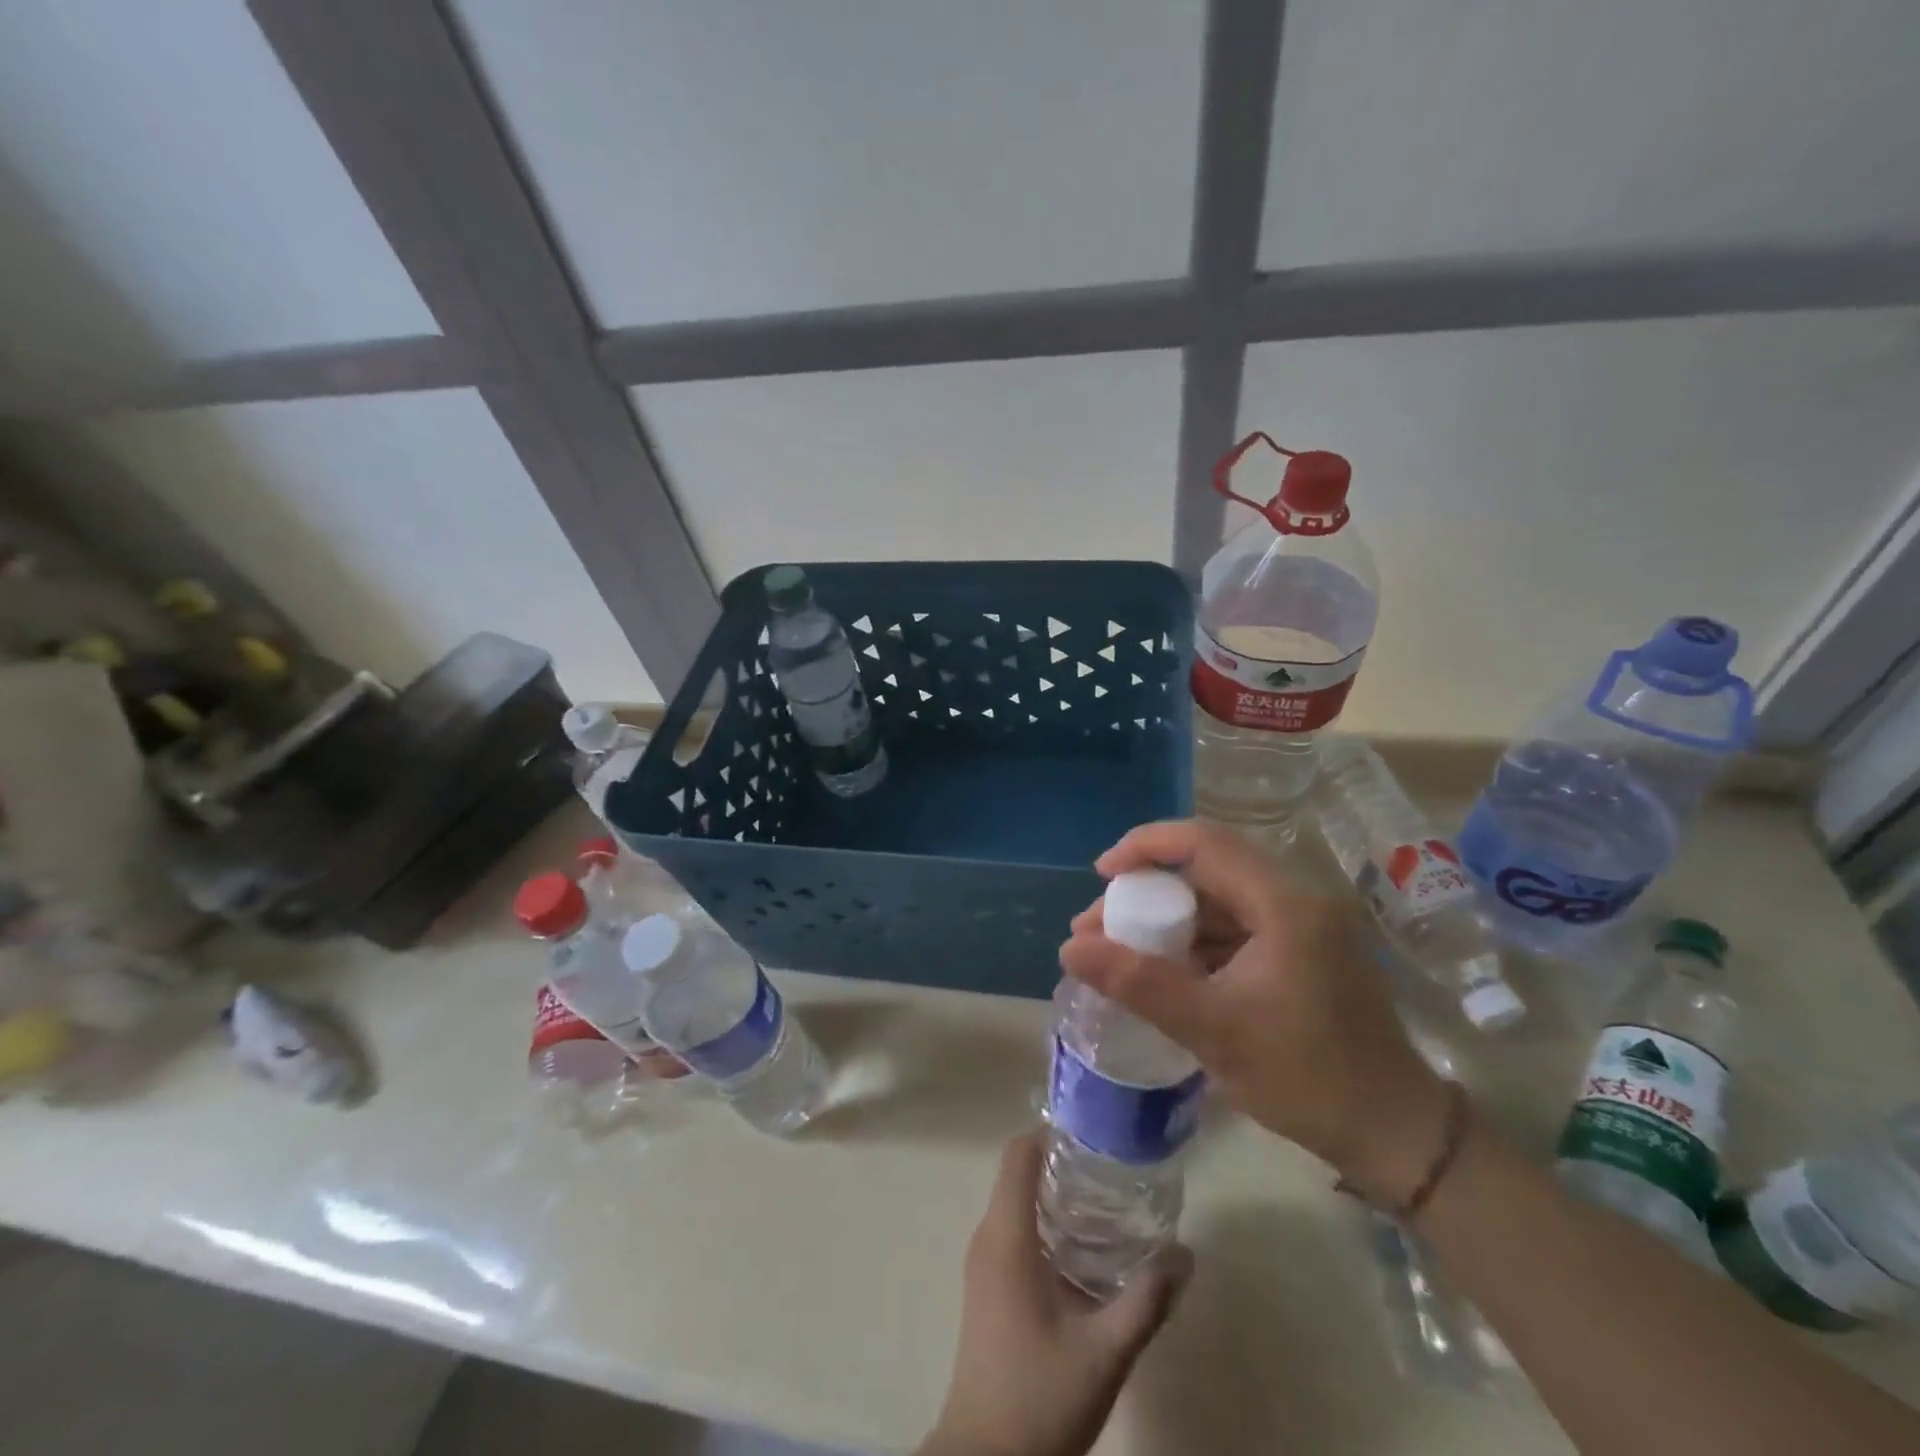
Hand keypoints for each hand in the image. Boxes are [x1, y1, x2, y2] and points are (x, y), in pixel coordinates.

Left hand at [919, 1133, 1191, 1455]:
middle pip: (1020, 1173)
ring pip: (1017, 1203)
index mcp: (1006, 1236)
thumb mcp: (1104, 1353)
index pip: (1018, 1154)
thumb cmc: (1039, 1397)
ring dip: (1056, 1196)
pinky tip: (1086, 1251)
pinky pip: (1014, 1231)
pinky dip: (1046, 1224)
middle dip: (1064, 1164)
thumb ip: (1146, 1302)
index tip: (1095, 1135)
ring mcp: (984, 1263)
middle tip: (1115, 1169)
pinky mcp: (988, 1286)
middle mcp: (988, 1237)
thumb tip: (1186, 1255)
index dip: (1052, 1133)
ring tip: (1109, 1203)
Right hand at [1059, 819, 1448, 1205]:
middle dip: (1147, 887)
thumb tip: (1070, 948)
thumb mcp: (1214, 1030)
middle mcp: (1295, 900)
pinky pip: (1234, 927)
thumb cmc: (1308, 1077)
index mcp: (1284, 905)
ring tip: (1118, 948)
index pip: (1205, 843)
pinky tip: (1162, 969)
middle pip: (1208, 867)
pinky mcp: (1299, 952)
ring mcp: (1300, 926)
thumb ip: (1139, 984)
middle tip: (1100, 922)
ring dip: (1167, 916)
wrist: (1393, 1134)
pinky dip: (1193, 940)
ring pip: (1218, 899)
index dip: (1146, 846)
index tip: (1101, 873)